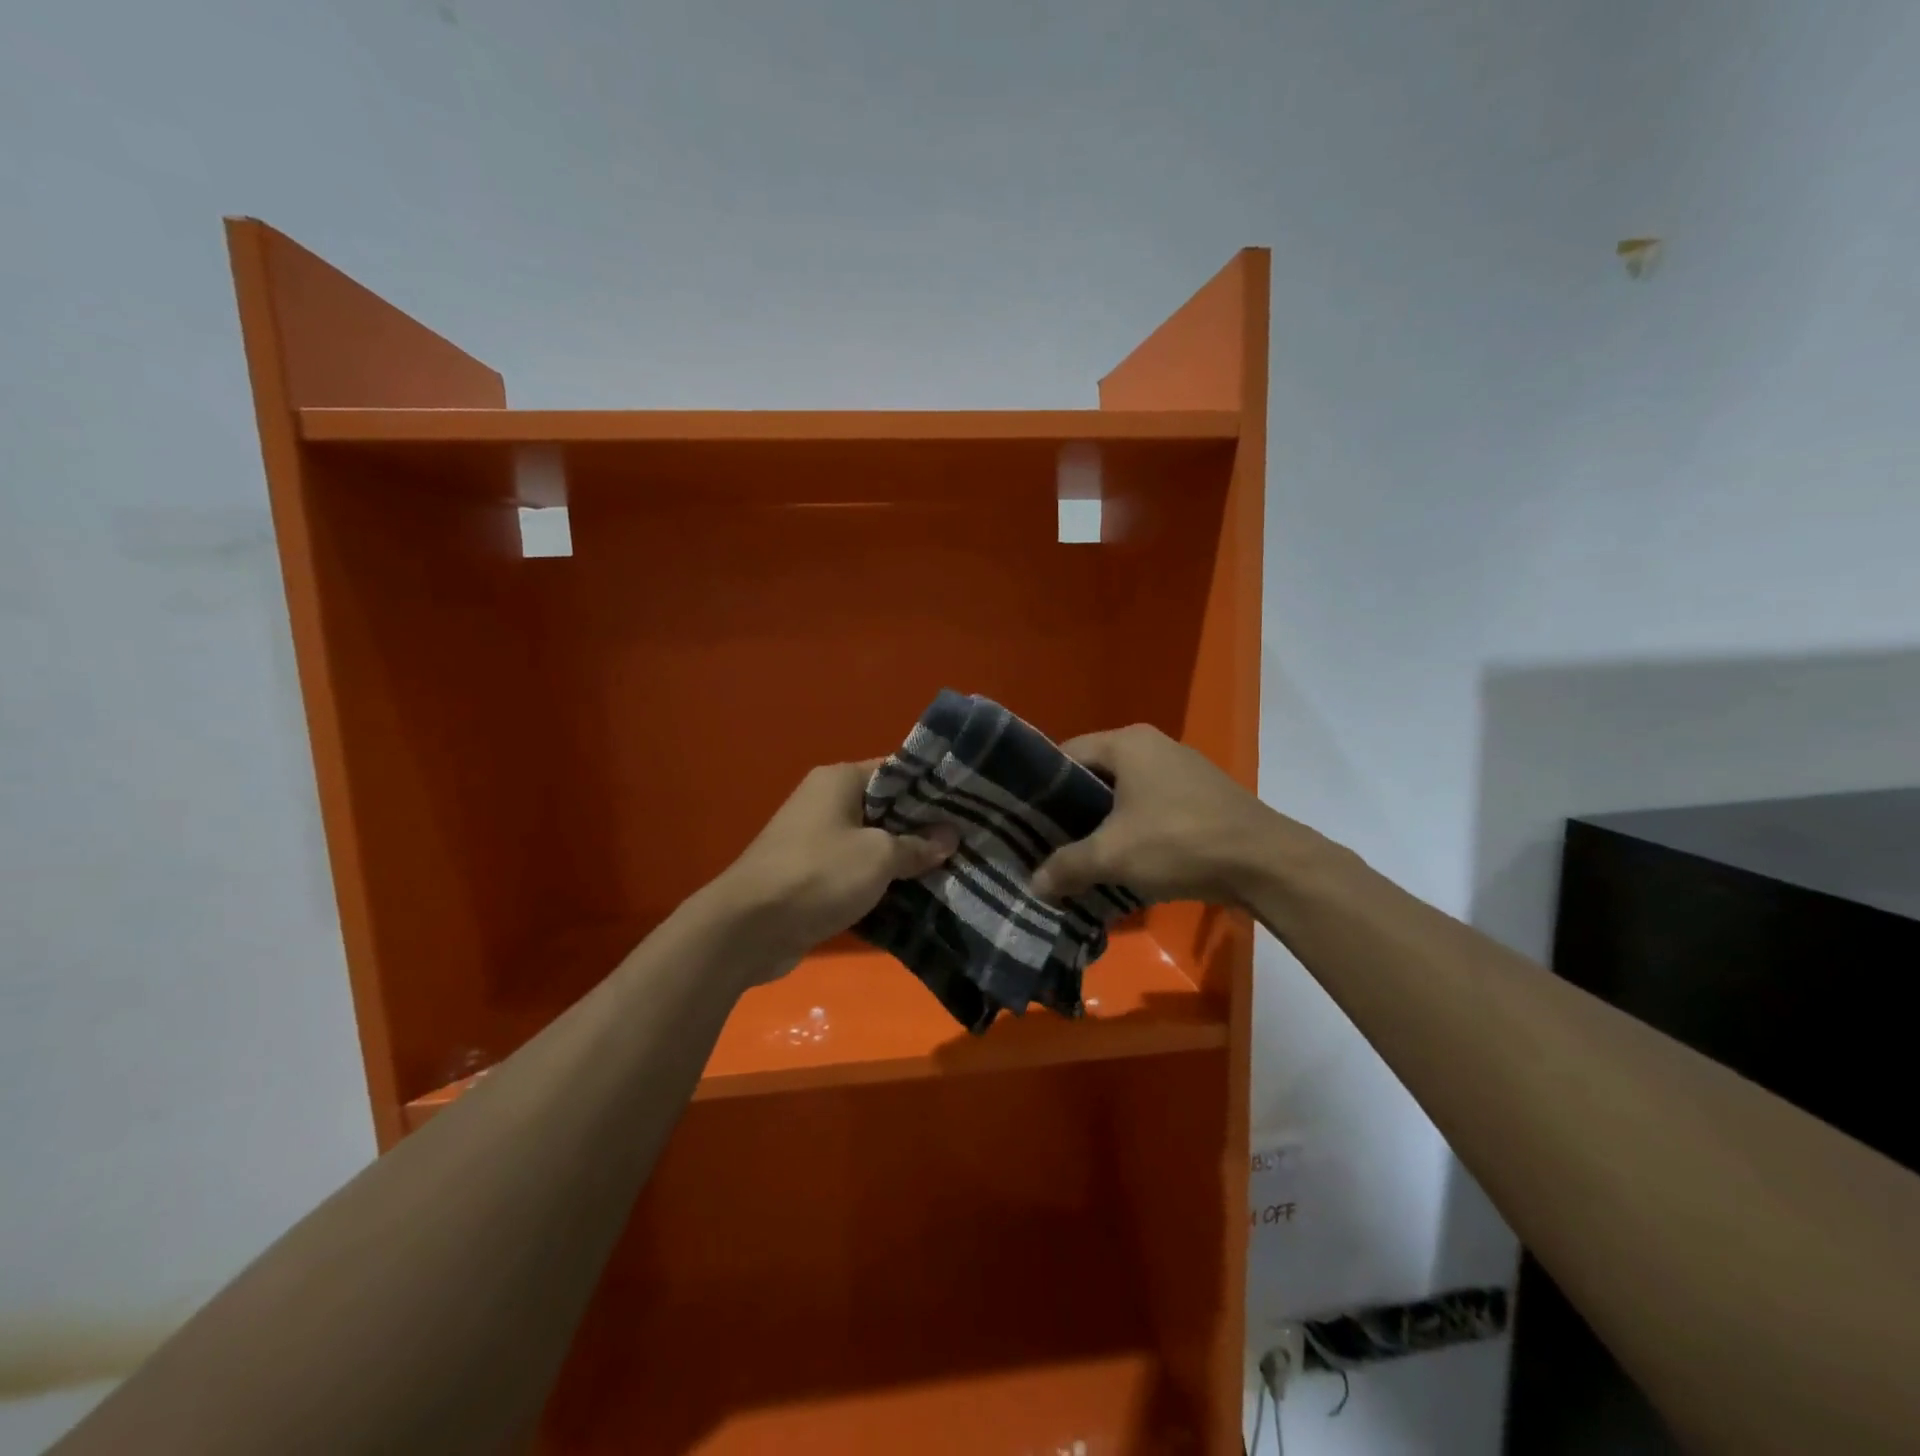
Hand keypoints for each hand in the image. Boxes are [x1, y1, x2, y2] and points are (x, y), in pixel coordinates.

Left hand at [712, 761, 956, 979]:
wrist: (747, 929)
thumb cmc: (818, 875)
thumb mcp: (878, 857)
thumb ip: (917, 845)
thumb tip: (949, 837)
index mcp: (839, 780)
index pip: (897, 771)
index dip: (932, 788)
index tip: (967, 805)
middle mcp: (826, 802)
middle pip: (886, 808)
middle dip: (923, 827)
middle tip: (966, 842)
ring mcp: (815, 840)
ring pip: (872, 842)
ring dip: (903, 858)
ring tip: (950, 870)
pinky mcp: (811, 875)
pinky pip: (855, 870)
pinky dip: (880, 881)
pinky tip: (915, 896)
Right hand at [1030, 725, 1286, 906]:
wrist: (1265, 863)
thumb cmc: (1178, 842)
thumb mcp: (1112, 856)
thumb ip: (1066, 866)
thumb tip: (1034, 885)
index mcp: (1127, 742)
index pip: (1067, 754)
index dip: (1042, 787)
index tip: (1025, 819)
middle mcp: (1154, 745)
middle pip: (1096, 774)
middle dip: (1072, 809)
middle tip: (1048, 841)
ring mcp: (1182, 769)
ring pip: (1125, 793)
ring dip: (1104, 823)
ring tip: (1082, 855)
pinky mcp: (1202, 795)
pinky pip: (1152, 806)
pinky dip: (1134, 829)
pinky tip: (1126, 860)